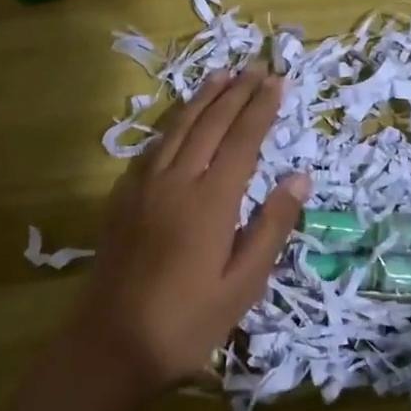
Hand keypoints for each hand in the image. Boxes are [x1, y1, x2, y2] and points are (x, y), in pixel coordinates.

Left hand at [72, 68, 308, 391]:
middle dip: (236, 93)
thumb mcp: (244, 283)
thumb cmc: (188, 320)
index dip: (261, 108)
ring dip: (202, 99)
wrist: (111, 342)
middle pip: (210, 124)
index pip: (242, 140)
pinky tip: (179, 120)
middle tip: (256, 68)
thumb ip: (271, 226)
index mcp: (211, 201)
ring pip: (178, 127)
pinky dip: (172, 123)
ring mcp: (144, 186)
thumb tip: (299, 178)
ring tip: (221, 75)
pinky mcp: (122, 197)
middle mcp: (177, 180)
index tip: (277, 81)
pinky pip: (152, 146)